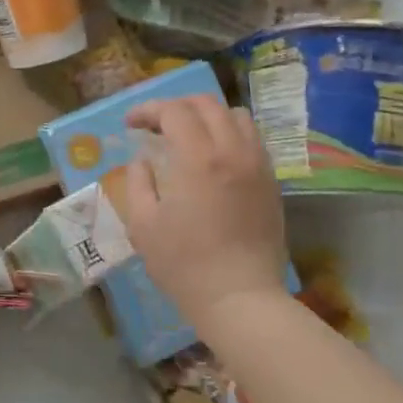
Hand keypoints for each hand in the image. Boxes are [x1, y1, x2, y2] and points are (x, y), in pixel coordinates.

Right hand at [115, 95, 290, 330]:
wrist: (240, 298)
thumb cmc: (184, 264)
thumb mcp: (142, 224)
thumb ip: (138, 182)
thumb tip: (143, 161)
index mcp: (198, 158)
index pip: (173, 111)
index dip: (148, 110)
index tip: (131, 124)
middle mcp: (233, 150)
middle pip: (206, 104)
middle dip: (176, 106)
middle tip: (155, 125)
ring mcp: (257, 164)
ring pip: (236, 116)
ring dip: (207, 116)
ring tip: (188, 135)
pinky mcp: (271, 181)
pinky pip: (252, 139)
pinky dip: (230, 133)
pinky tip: (215, 156)